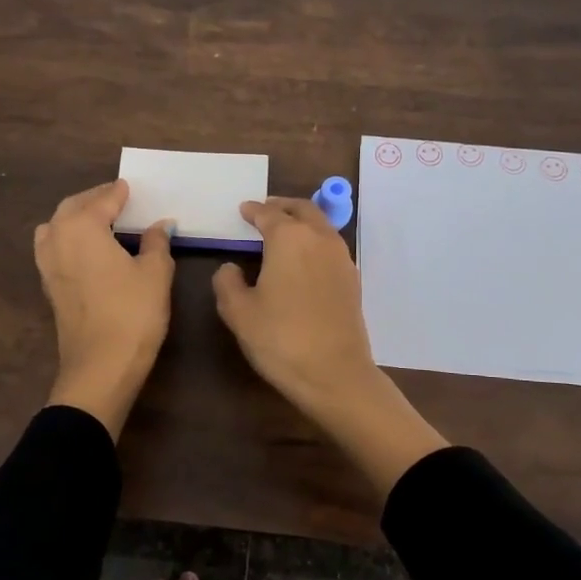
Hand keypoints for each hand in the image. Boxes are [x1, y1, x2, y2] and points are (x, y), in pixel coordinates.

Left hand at [35, 180, 174, 439]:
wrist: (100, 367)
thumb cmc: (133, 313)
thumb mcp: (156, 273)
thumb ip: (156, 242)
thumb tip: (160, 225)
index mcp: (82, 227)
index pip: (103, 199)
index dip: (119, 192)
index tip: (131, 186)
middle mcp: (58, 238)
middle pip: (72, 207)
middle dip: (94, 199)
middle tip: (118, 198)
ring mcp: (48, 264)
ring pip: (57, 226)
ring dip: (76, 217)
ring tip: (101, 221)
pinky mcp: (49, 286)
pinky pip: (54, 247)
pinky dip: (69, 238)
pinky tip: (89, 249)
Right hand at [213, 197, 448, 496]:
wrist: (335, 373)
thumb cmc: (280, 338)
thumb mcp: (239, 312)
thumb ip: (228, 282)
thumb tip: (230, 268)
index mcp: (289, 238)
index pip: (268, 214)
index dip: (253, 210)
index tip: (243, 210)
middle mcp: (319, 238)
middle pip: (302, 210)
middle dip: (283, 206)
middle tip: (266, 210)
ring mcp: (341, 258)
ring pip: (321, 226)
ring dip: (302, 221)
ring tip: (284, 232)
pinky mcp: (352, 279)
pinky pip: (331, 246)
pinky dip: (315, 241)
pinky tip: (303, 259)